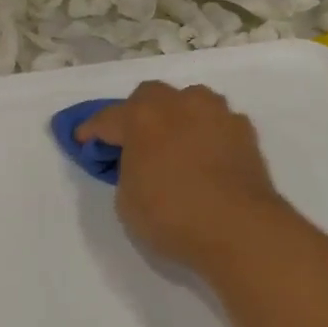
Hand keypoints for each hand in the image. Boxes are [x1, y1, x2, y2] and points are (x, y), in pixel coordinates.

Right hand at [77, 81, 287, 270]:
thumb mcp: (127, 201)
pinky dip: (207, 133)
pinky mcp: (244, 130)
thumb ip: (126, 171)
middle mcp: (178, 104)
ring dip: (177, 116)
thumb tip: (139, 163)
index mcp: (141, 117)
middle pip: (149, 97)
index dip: (91, 131)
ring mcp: (215, 113)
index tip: (83, 141)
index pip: (107, 118)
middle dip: (137, 114)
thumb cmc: (172, 215)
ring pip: (189, 101)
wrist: (240, 229)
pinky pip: (217, 122)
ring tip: (174, 143)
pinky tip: (206, 156)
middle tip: (133, 141)